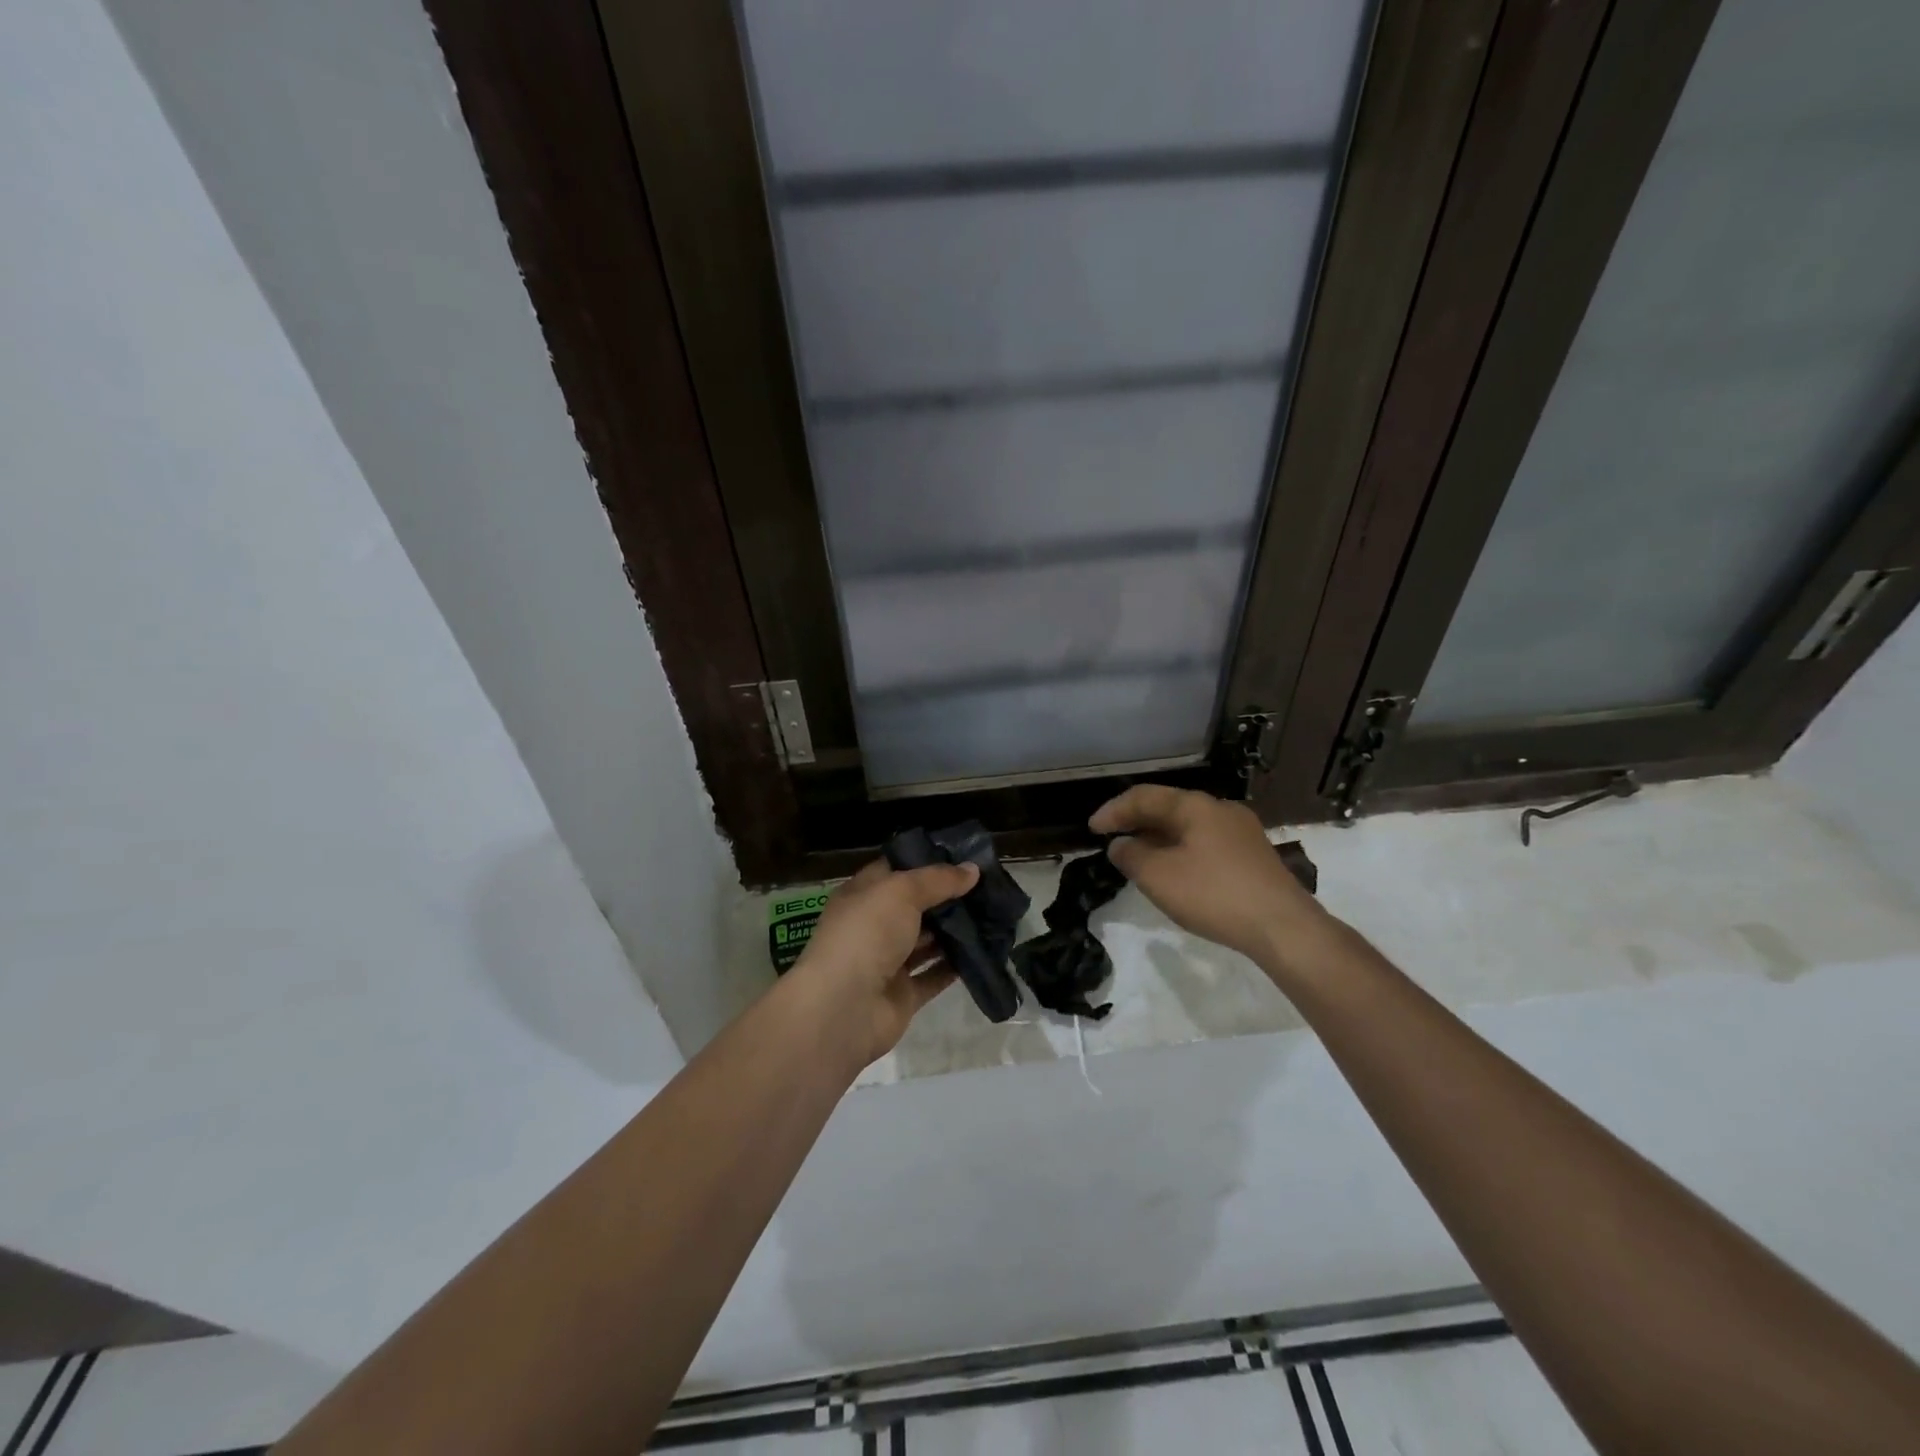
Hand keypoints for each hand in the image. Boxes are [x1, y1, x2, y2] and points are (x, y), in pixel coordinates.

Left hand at [788, 857, 978, 1067]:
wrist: (844, 1008)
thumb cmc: (867, 934)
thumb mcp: (901, 891)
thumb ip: (938, 879)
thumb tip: (972, 869)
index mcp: (862, 895)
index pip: (896, 870)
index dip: (926, 861)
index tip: (964, 855)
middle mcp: (873, 926)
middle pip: (915, 906)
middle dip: (948, 896)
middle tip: (988, 886)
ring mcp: (888, 962)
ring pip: (927, 941)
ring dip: (955, 931)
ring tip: (994, 915)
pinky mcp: (904, 994)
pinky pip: (935, 975)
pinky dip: (957, 966)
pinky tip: (985, 951)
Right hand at [1090, 785, 1327, 965]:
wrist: (1283, 927)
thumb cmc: (1214, 895)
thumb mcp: (1158, 877)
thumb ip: (1131, 856)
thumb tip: (1121, 845)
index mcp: (1196, 806)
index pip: (1144, 797)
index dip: (1114, 810)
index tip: (1091, 829)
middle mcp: (1220, 809)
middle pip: (1169, 807)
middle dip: (1137, 822)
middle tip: (1112, 839)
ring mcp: (1242, 832)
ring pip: (1189, 826)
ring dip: (1159, 838)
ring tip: (1139, 857)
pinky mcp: (1254, 856)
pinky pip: (1206, 843)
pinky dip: (1181, 850)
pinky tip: (1175, 872)